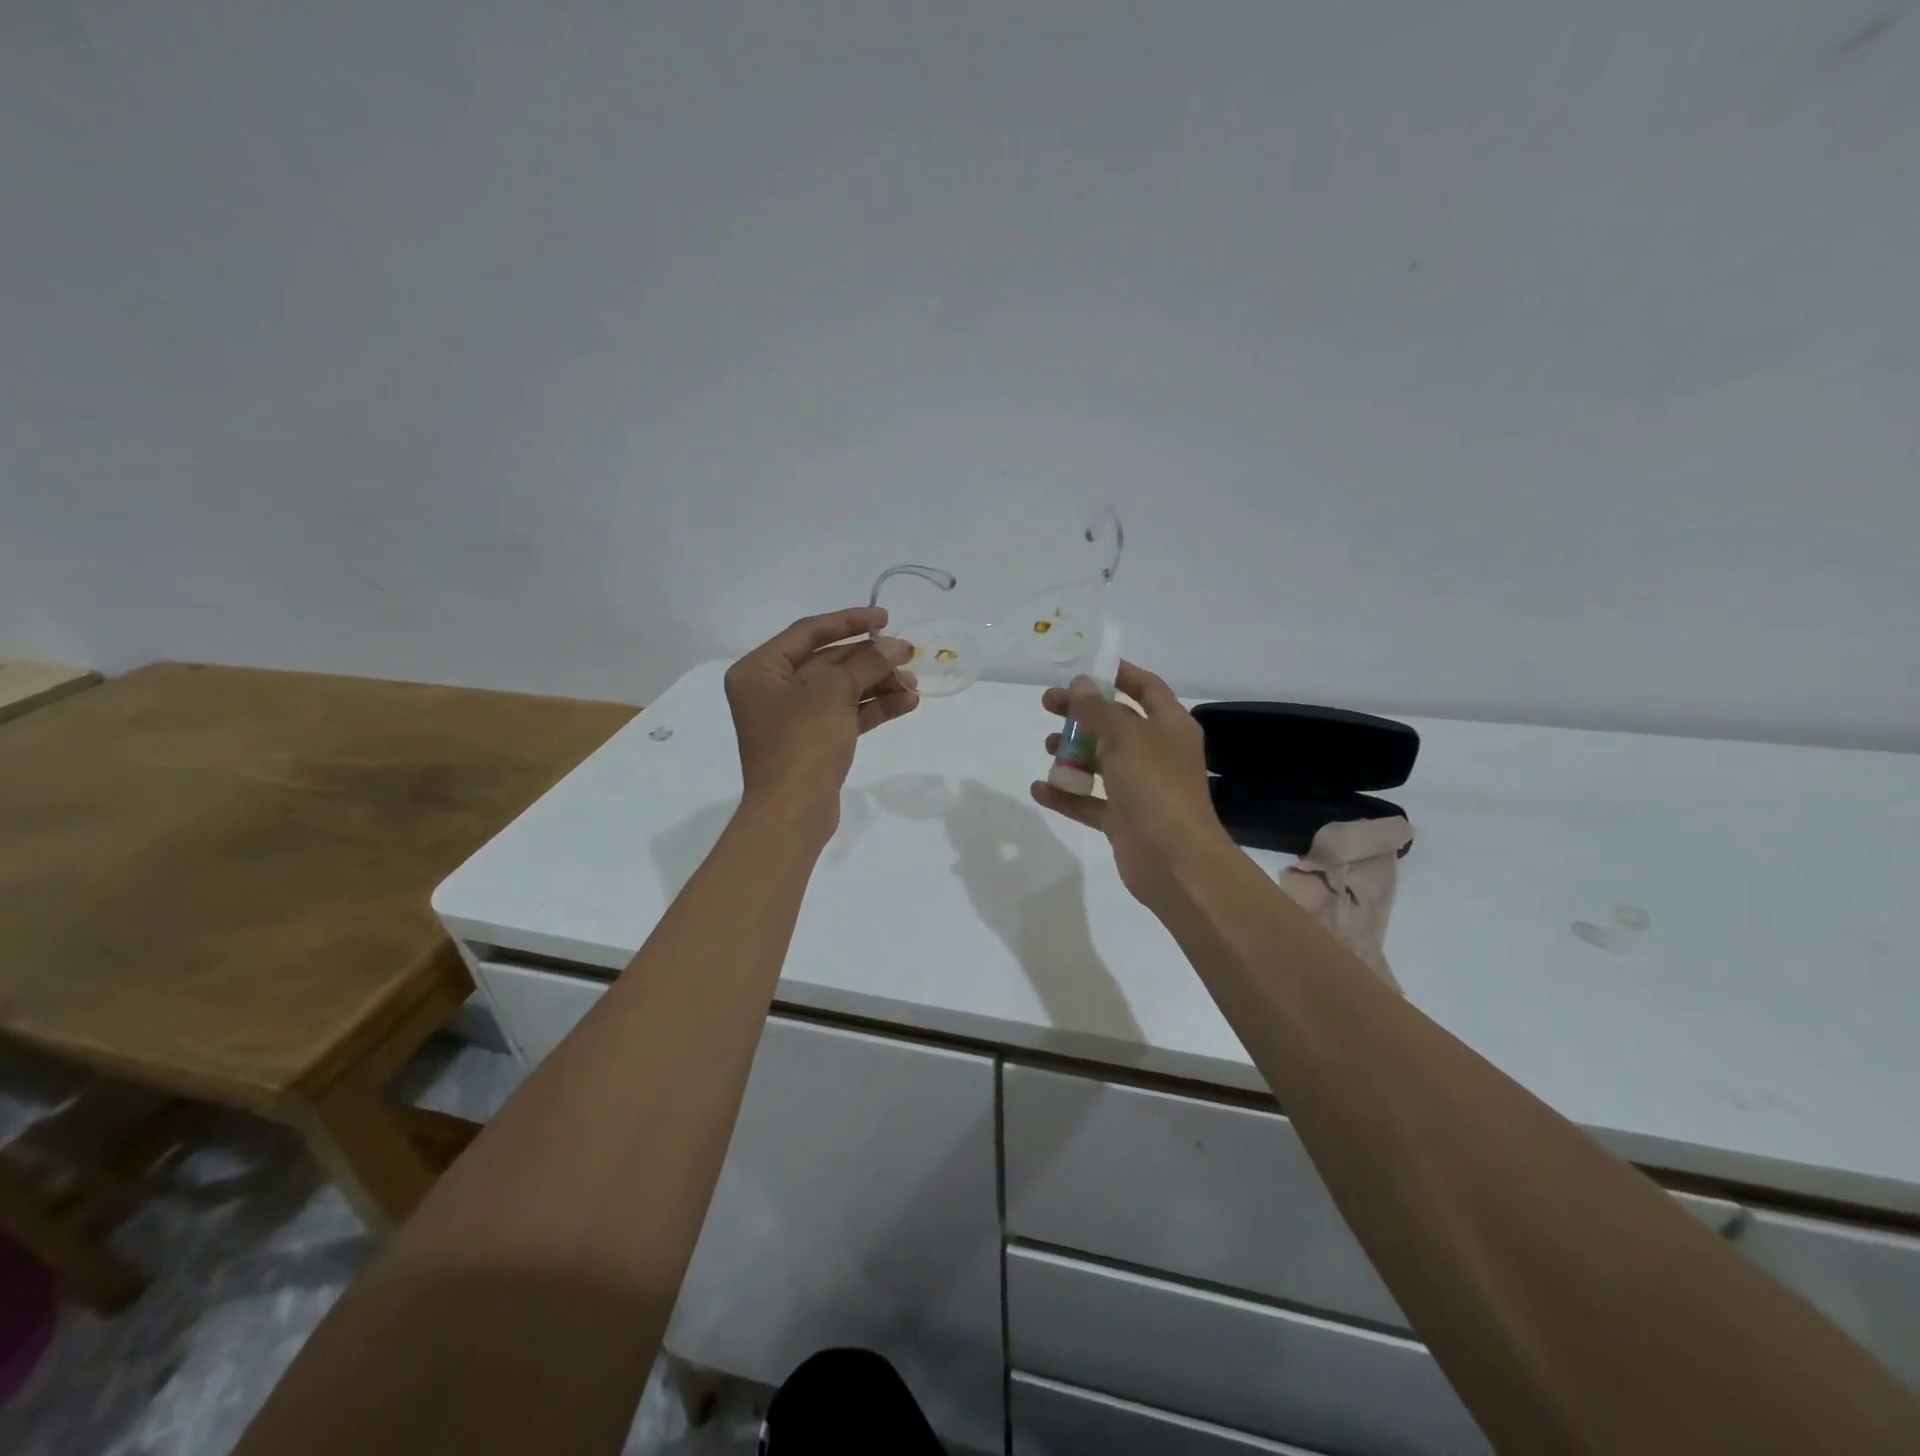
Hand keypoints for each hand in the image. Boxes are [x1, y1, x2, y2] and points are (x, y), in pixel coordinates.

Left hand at [725, 607, 917, 845]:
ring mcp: (792, 719)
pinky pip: (845, 715)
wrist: (793, 813)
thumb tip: (896, 646)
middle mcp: (771, 690)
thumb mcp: (833, 693)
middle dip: (870, 660)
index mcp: (759, 670)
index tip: (884, 619)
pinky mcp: (813, 742)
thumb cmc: (802, 742)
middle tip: (908, 655)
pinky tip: (907, 704)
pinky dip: (873, 708)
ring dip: (877, 685)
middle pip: (828, 662)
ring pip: (841, 690)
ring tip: (913, 686)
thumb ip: (866, 663)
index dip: (848, 621)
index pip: (808, 632)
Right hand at [1030, 661, 1235, 904]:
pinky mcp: (1123, 819)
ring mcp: (1140, 788)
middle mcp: (1157, 753)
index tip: (1084, 668)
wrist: (1175, 861)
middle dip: (1083, 713)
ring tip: (1047, 747)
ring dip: (1073, 753)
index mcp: (1169, 726)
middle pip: (1116, 723)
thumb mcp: (1126, 738)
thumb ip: (1099, 710)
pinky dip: (1066, 794)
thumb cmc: (1155, 787)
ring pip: (1102, 762)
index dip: (1119, 674)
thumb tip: (1081, 684)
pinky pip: (1090, 801)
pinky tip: (1039, 789)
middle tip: (1047, 704)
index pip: (1146, 688)